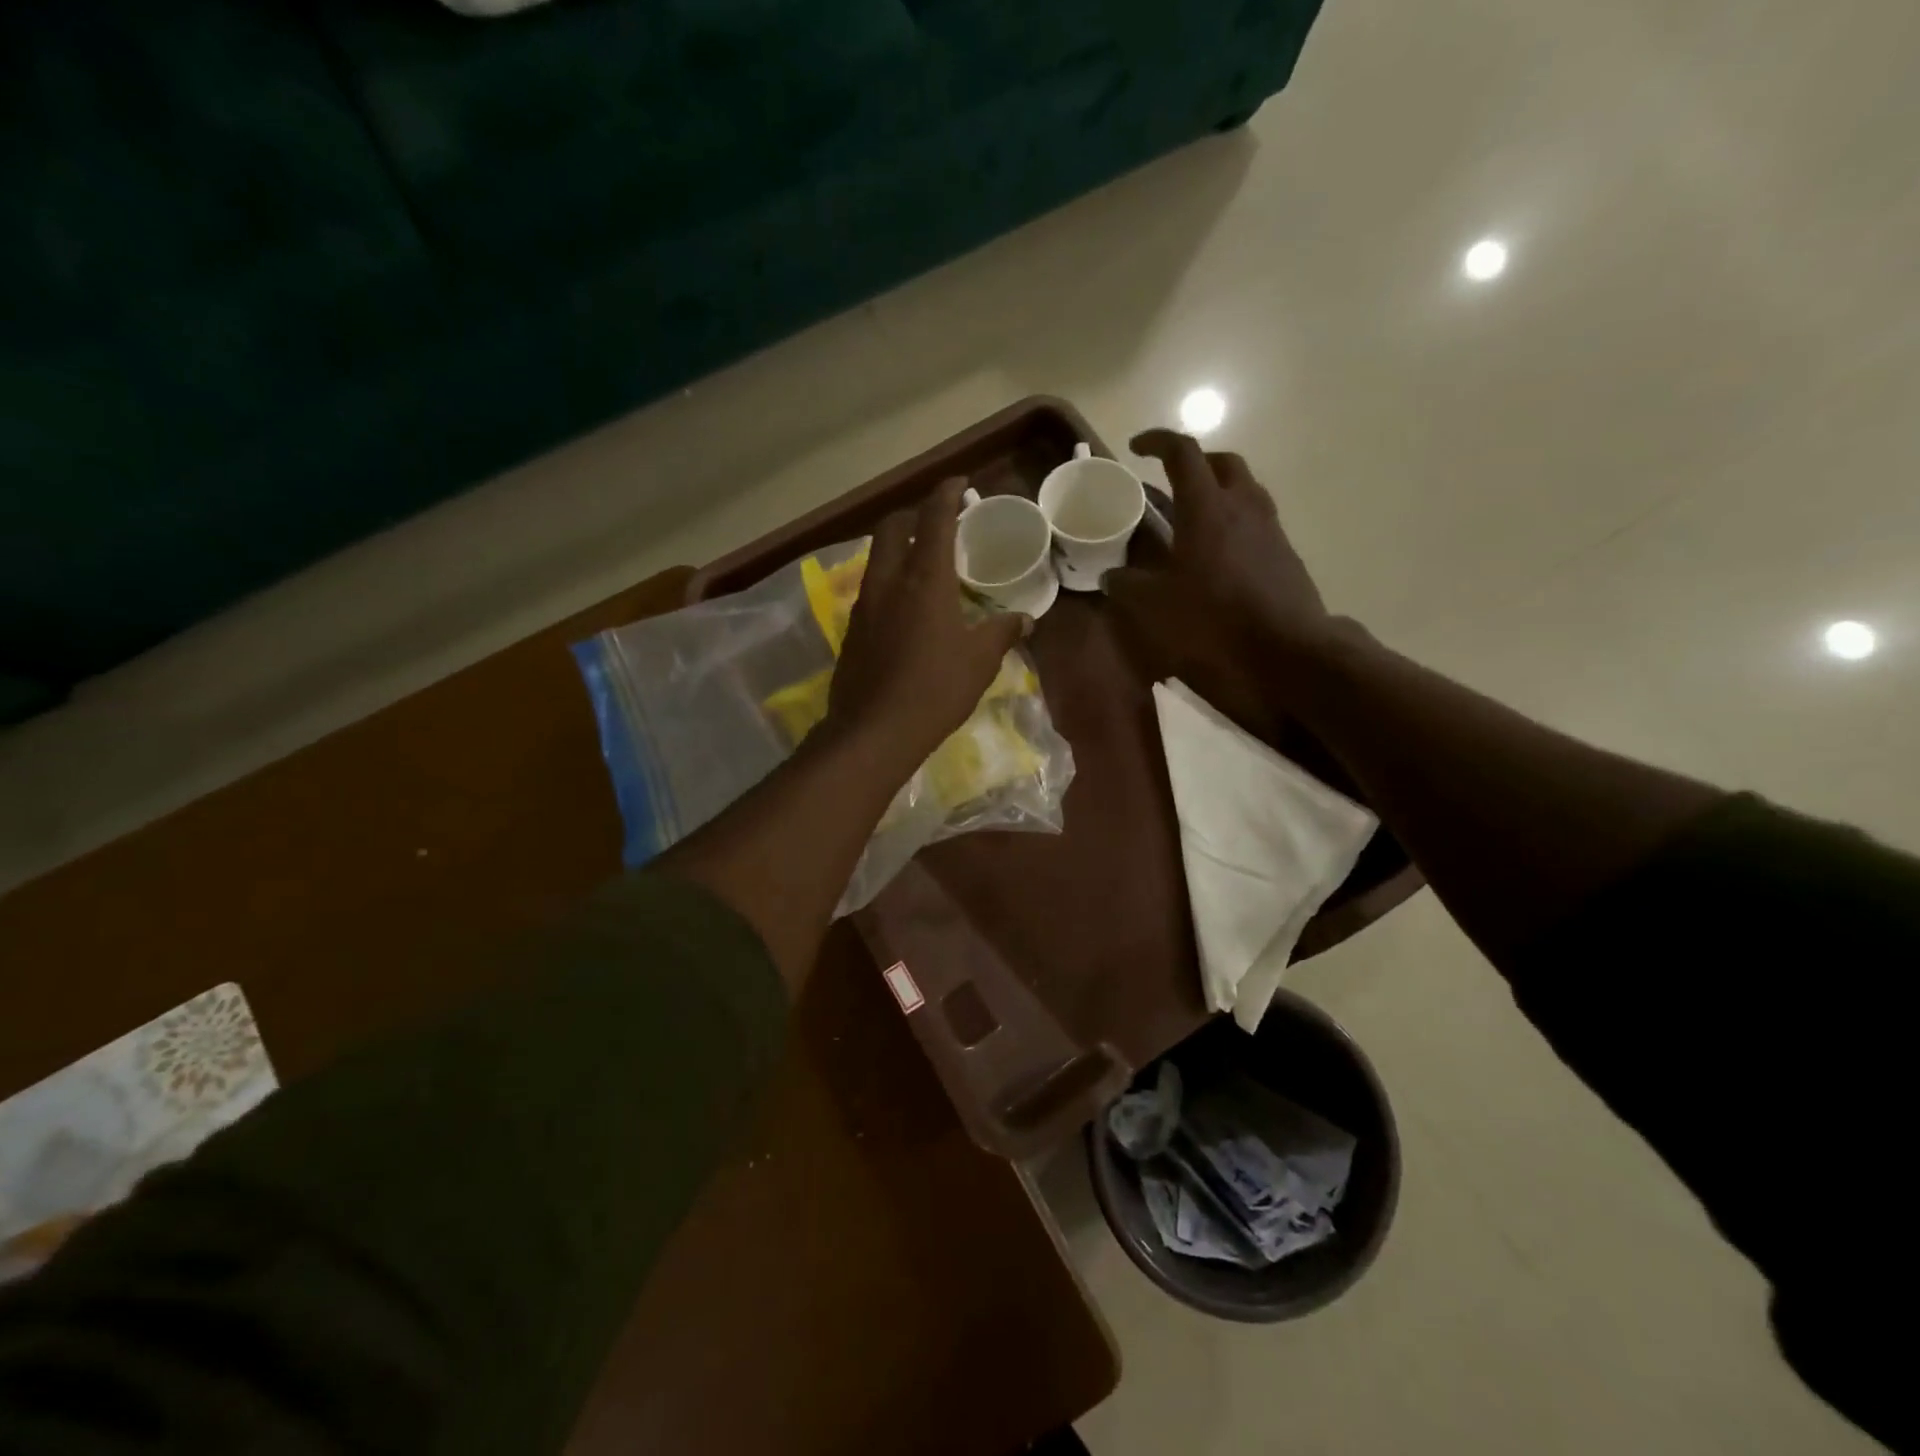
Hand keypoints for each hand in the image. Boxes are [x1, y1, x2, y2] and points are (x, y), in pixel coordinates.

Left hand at [826, 478, 1030, 771]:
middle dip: (913, 515)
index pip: (933, 519)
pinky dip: (889, 583)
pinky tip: (906, 609)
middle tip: (937, 524)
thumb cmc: (935, 689)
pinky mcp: (852, 631)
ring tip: (924, 566)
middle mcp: (888, 581)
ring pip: (877, 558)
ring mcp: (864, 605)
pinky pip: (871, 590)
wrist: (874, 731)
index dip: (946, 494)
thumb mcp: (980, 661)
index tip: (959, 483)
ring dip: (898, 549)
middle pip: (891, 527)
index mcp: (924, 579)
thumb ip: (1001, 633)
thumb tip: (1024, 619)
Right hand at [1105, 430, 1332, 739]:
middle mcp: (1242, 505)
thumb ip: (1127, 585)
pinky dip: (1234, 521)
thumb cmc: (1215, 618)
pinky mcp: (1284, 552)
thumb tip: (1110, 577)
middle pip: (1222, 462)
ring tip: (1194, 516)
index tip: (1137, 447)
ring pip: (1244, 488)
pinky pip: (1256, 520)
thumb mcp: (1155, 605)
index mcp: (1207, 507)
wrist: (1287, 647)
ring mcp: (1269, 527)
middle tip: (1171, 480)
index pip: (1183, 453)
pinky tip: (1219, 553)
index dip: (1158, 441)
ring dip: (1218, 490)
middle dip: (1195, 462)